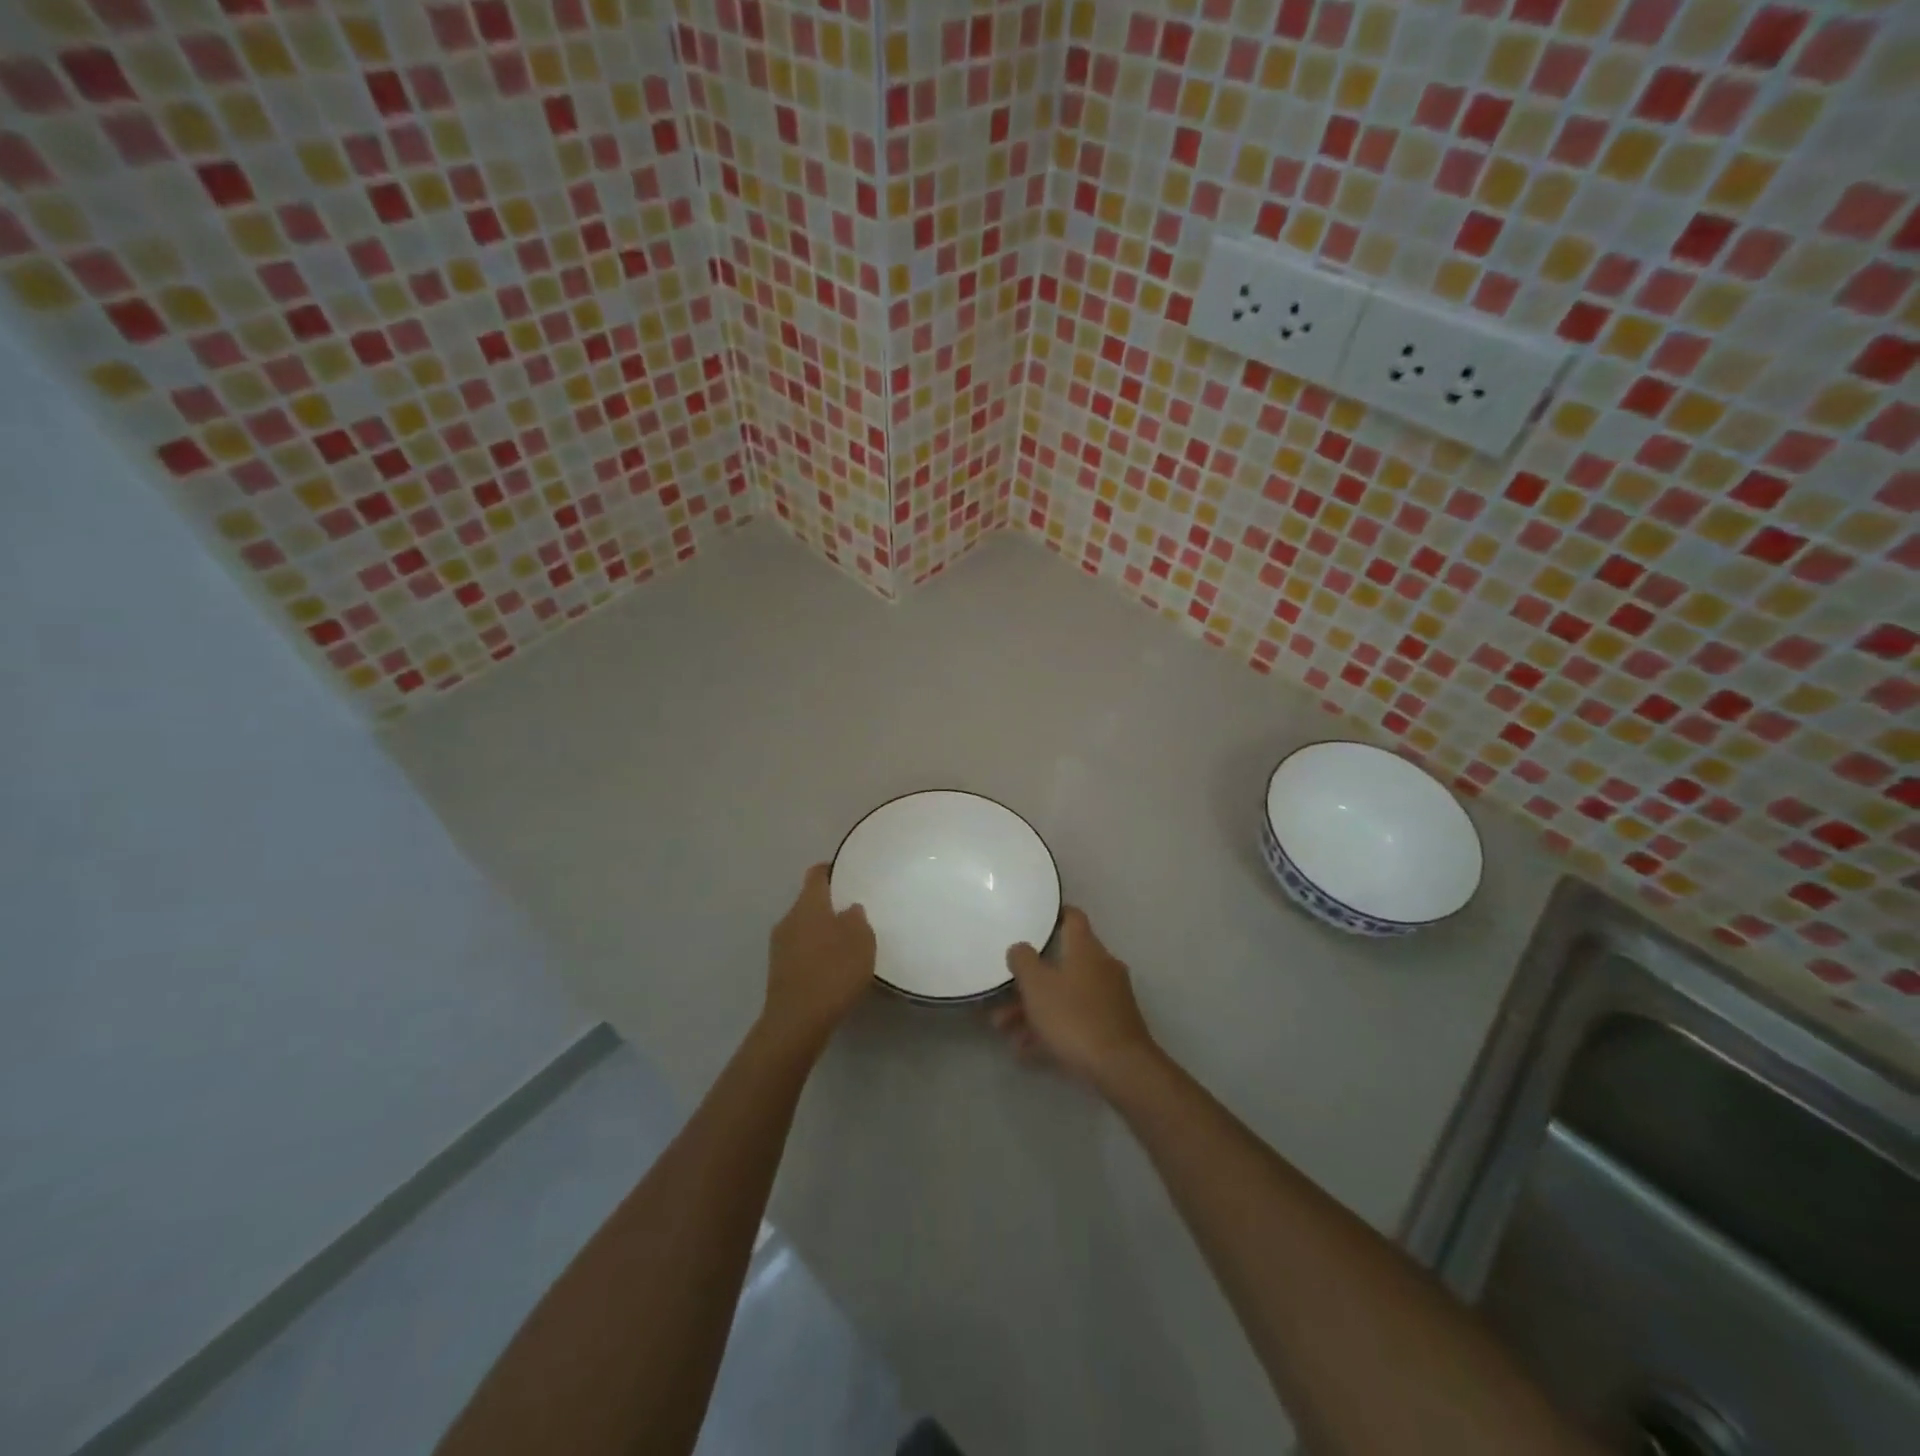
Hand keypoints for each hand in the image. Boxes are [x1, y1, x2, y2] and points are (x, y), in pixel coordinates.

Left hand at [762, 863, 875, 1056]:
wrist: (797, 1021)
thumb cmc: (834, 971)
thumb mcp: (861, 941)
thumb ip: (857, 919)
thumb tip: (849, 909)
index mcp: (808, 904)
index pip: (817, 875)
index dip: (831, 870)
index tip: (847, 872)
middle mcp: (789, 918)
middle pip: (809, 902)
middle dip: (829, 906)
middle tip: (854, 914)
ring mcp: (779, 945)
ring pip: (803, 927)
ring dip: (821, 931)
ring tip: (845, 944)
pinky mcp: (778, 970)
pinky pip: (800, 950)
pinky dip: (814, 953)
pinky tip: (831, 968)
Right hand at [993, 907, 1161, 1094]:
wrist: (1121, 1068)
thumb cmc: (1074, 1017)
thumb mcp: (1037, 986)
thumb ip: (1023, 960)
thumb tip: (1020, 947)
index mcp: (1086, 949)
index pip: (1072, 917)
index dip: (1053, 915)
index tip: (1032, 921)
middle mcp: (1102, 967)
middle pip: (1061, 964)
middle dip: (1030, 981)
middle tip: (1002, 995)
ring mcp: (1110, 998)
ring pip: (1065, 996)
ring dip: (1035, 1010)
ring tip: (1006, 1031)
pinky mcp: (1112, 1027)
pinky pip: (1075, 1020)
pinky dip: (1052, 1030)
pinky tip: (1026, 1052)